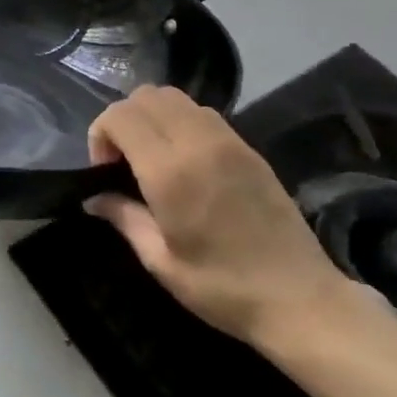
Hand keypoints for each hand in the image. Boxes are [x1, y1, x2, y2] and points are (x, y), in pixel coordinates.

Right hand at [86, 86, 351, 346]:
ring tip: (151, 158)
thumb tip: (94, 198)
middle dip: (123, 120)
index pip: (121, 116)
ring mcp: (230, 142)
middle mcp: (199, 144)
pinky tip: (183, 162)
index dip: (100, 135)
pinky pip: (202, 113)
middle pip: (146, 96)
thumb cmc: (222, 288)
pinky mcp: (250, 149)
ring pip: (175, 97)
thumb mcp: (160, 260)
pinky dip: (179, 123)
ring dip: (152, 117)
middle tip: (122, 161)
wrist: (302, 301)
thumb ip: (124, 217)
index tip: (104, 170)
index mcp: (171, 172)